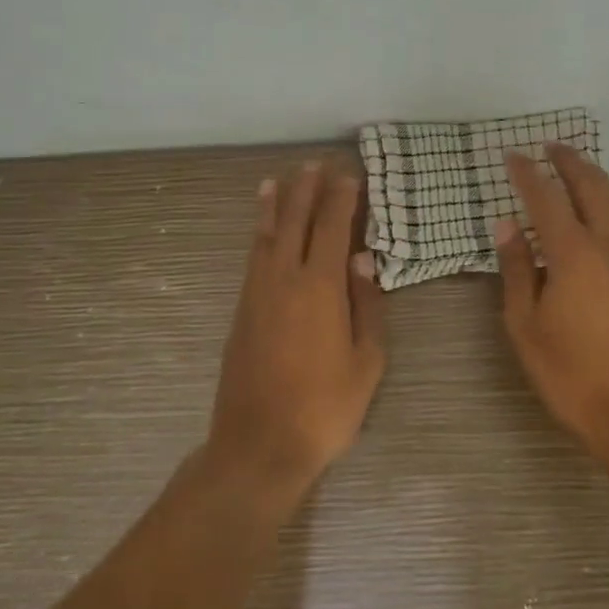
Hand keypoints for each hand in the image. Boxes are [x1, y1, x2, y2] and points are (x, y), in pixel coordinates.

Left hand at [207, 161, 386, 504]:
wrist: (259, 445)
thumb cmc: (324, 408)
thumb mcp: (367, 362)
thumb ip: (367, 305)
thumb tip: (362, 258)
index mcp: (320, 287)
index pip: (332, 226)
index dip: (342, 197)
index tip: (350, 174)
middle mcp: (284, 278)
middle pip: (295, 221)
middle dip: (306, 189)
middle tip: (315, 164)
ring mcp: (257, 292)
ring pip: (266, 234)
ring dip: (274, 204)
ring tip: (278, 180)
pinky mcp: (241, 309)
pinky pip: (253, 256)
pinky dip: (259, 233)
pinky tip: (262, 229)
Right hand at [496, 144, 608, 457]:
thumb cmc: (569, 373)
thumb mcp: (525, 324)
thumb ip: (517, 269)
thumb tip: (506, 225)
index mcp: (575, 254)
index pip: (546, 199)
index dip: (528, 174)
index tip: (512, 155)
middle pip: (592, 189)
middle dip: (570, 163)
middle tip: (551, 147)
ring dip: (597, 178)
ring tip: (579, 167)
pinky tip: (608, 210)